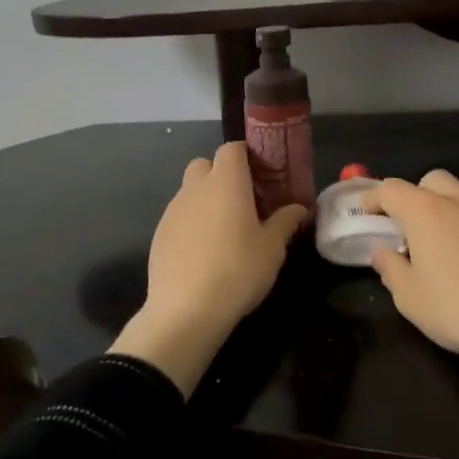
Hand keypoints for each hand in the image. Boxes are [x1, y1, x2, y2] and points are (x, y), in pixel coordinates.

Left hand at [112, 143, 307, 393]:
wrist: (186, 310)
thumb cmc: (238, 270)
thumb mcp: (272, 248)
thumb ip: (285, 222)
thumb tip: (299, 208)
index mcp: (226, 182)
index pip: (231, 149)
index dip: (246, 155)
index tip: (262, 174)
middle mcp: (195, 188)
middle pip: (205, 165)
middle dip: (222, 175)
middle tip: (244, 201)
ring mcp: (173, 210)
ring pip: (190, 191)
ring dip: (207, 200)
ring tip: (225, 231)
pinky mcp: (159, 234)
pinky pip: (179, 216)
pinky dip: (192, 223)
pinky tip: (204, 252)